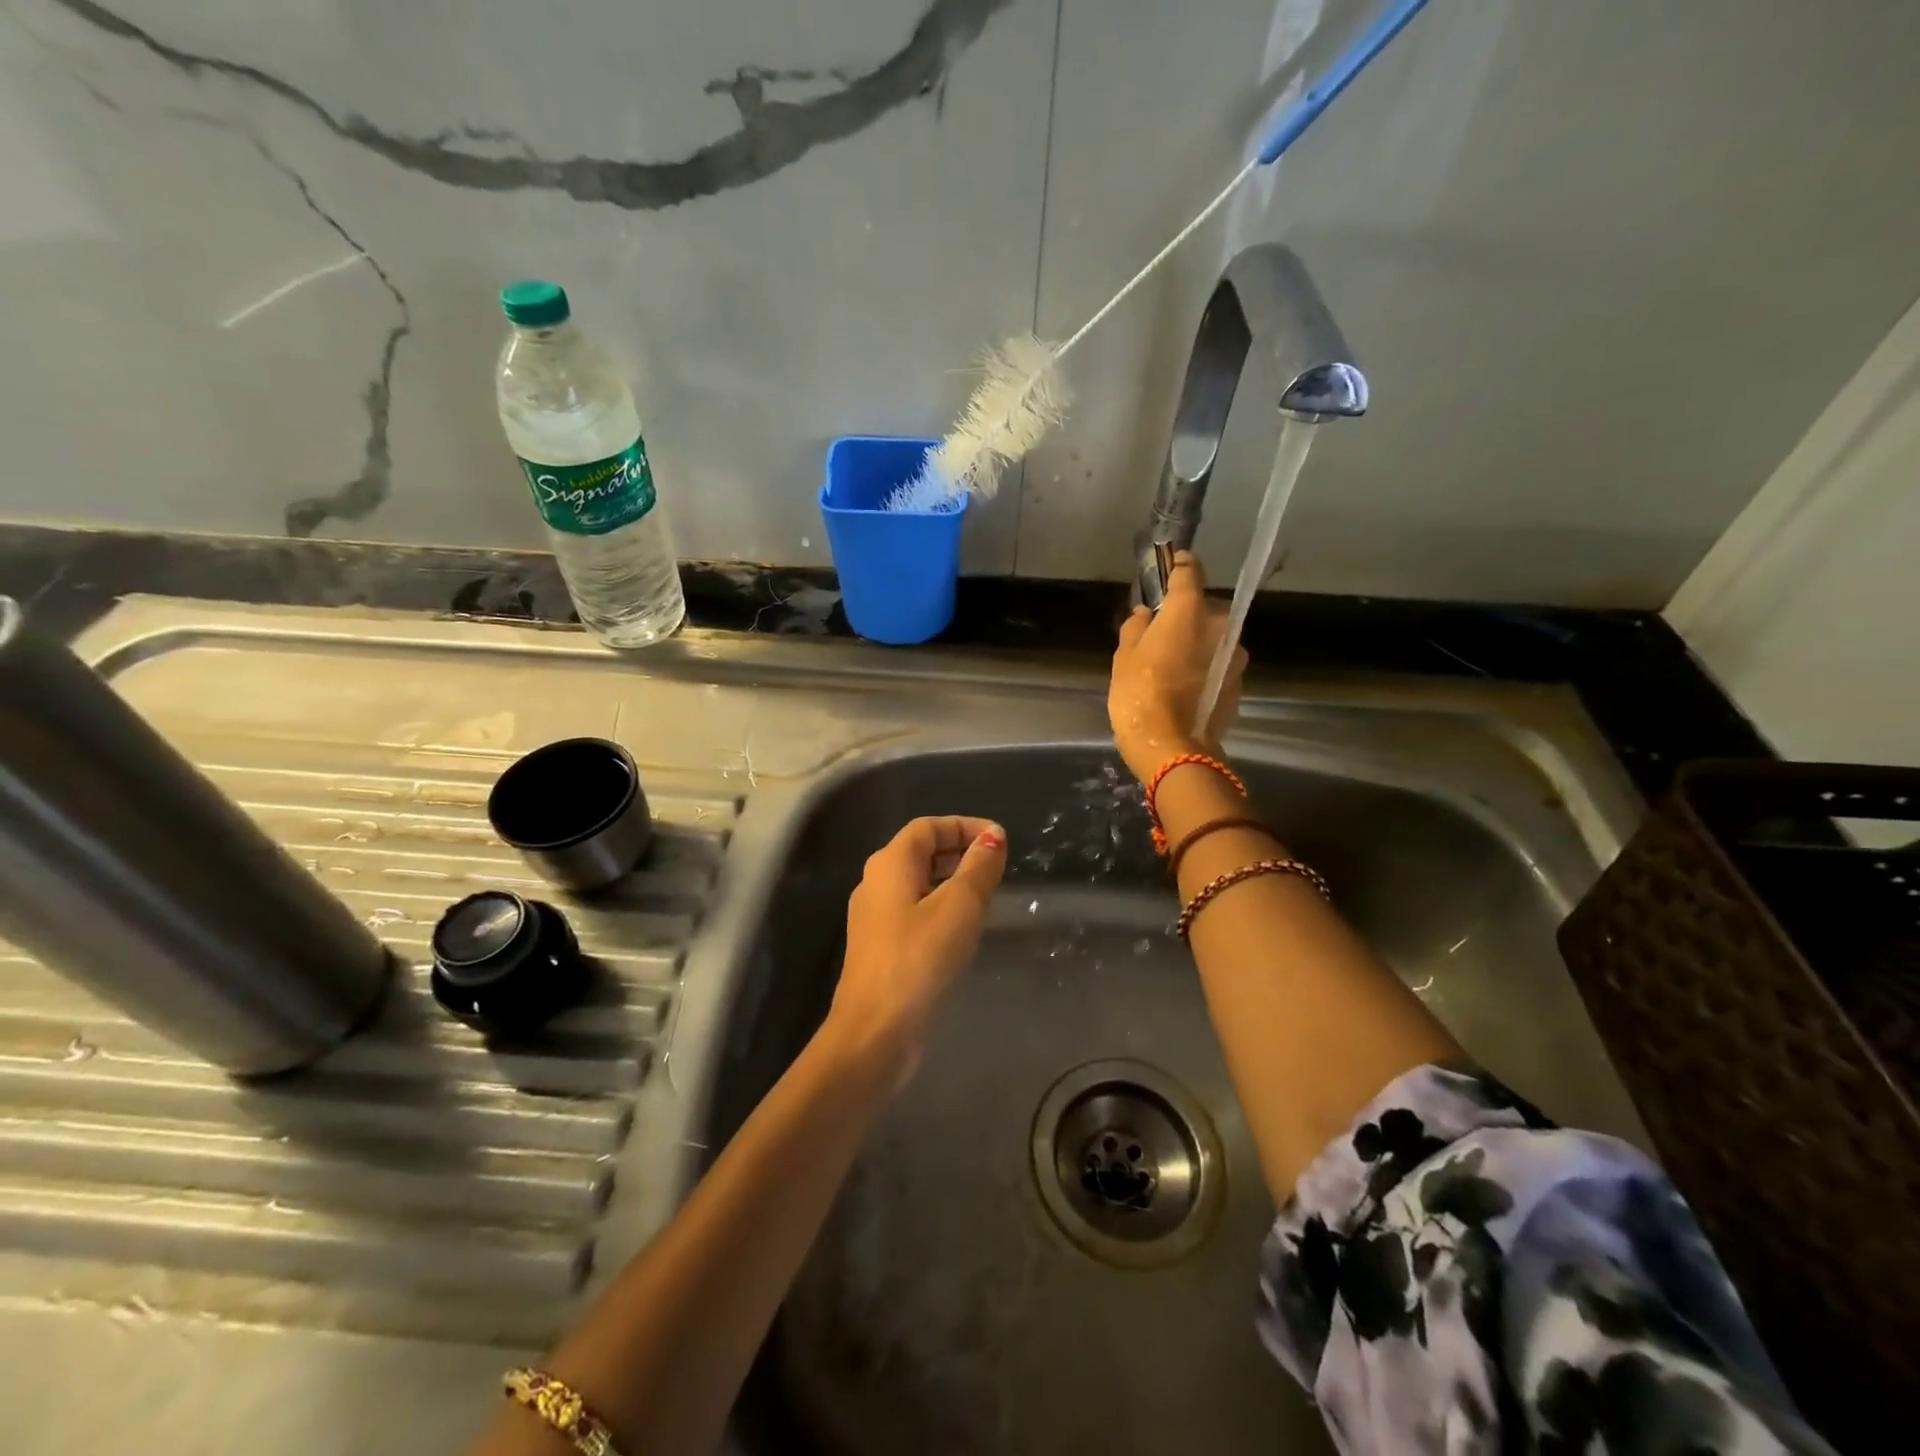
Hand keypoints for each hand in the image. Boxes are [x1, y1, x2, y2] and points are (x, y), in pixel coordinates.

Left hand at [828, 816, 1007, 1078]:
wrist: (875, 1031)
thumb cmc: (920, 958)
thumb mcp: (960, 907)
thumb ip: (979, 867)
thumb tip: (993, 837)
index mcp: (890, 863)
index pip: (928, 827)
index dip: (965, 826)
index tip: (1000, 839)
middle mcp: (875, 882)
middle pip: (920, 852)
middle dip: (959, 851)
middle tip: (997, 866)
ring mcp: (873, 917)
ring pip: (917, 883)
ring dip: (952, 881)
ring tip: (988, 895)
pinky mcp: (879, 947)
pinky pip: (913, 911)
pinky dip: (940, 907)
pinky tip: (963, 929)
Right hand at [1109, 552, 1247, 781]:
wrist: (1174, 748)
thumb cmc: (1140, 696)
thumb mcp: (1124, 659)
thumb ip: (1135, 628)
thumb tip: (1144, 615)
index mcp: (1189, 611)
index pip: (1190, 572)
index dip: (1179, 564)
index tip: (1173, 560)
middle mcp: (1220, 625)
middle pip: (1204, 607)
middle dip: (1186, 612)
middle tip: (1162, 628)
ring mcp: (1235, 655)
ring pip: (1214, 636)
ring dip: (1197, 640)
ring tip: (1173, 660)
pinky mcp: (1240, 682)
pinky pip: (1219, 661)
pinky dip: (1205, 664)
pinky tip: (1186, 682)